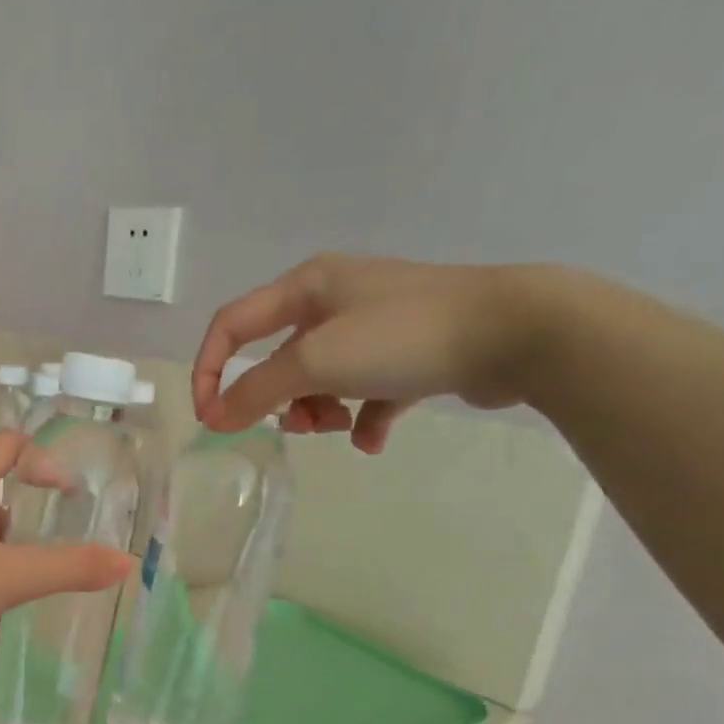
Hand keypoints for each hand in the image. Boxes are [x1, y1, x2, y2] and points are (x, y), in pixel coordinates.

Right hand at [194, 255, 572, 452]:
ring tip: (343, 428)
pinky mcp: (410, 354)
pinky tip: (375, 437)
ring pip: (321, 379)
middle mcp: (337, 299)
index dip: (209, 369)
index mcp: (307, 286)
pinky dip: (364, 418)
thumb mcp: (316, 360)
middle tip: (297, 425)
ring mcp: (376, 326)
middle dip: (280, 399)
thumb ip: (258, 390)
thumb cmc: (401, 335)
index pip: (232, 324)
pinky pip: (367, 393)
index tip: (211, 418)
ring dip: (321, 412)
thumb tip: (216, 416)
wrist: (514, 331)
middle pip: (279, 358)